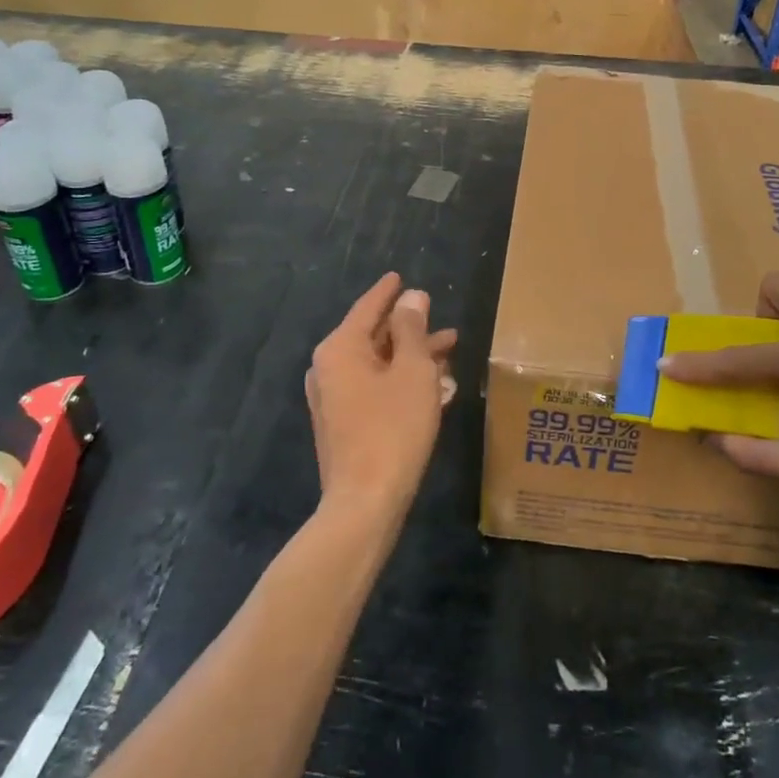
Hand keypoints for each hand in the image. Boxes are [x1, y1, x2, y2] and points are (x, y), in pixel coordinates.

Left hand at [305, 273, 457, 523]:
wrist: (365, 502)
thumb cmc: (393, 428)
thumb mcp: (413, 371)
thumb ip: (412, 329)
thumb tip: (411, 297)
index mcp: (340, 348)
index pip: (368, 307)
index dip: (388, 292)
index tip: (400, 276)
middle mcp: (329, 368)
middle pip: (374, 337)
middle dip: (411, 330)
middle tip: (442, 323)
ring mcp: (333, 399)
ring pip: (378, 365)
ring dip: (413, 358)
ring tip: (449, 353)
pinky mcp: (343, 424)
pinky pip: (374, 389)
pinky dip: (401, 383)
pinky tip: (434, 387)